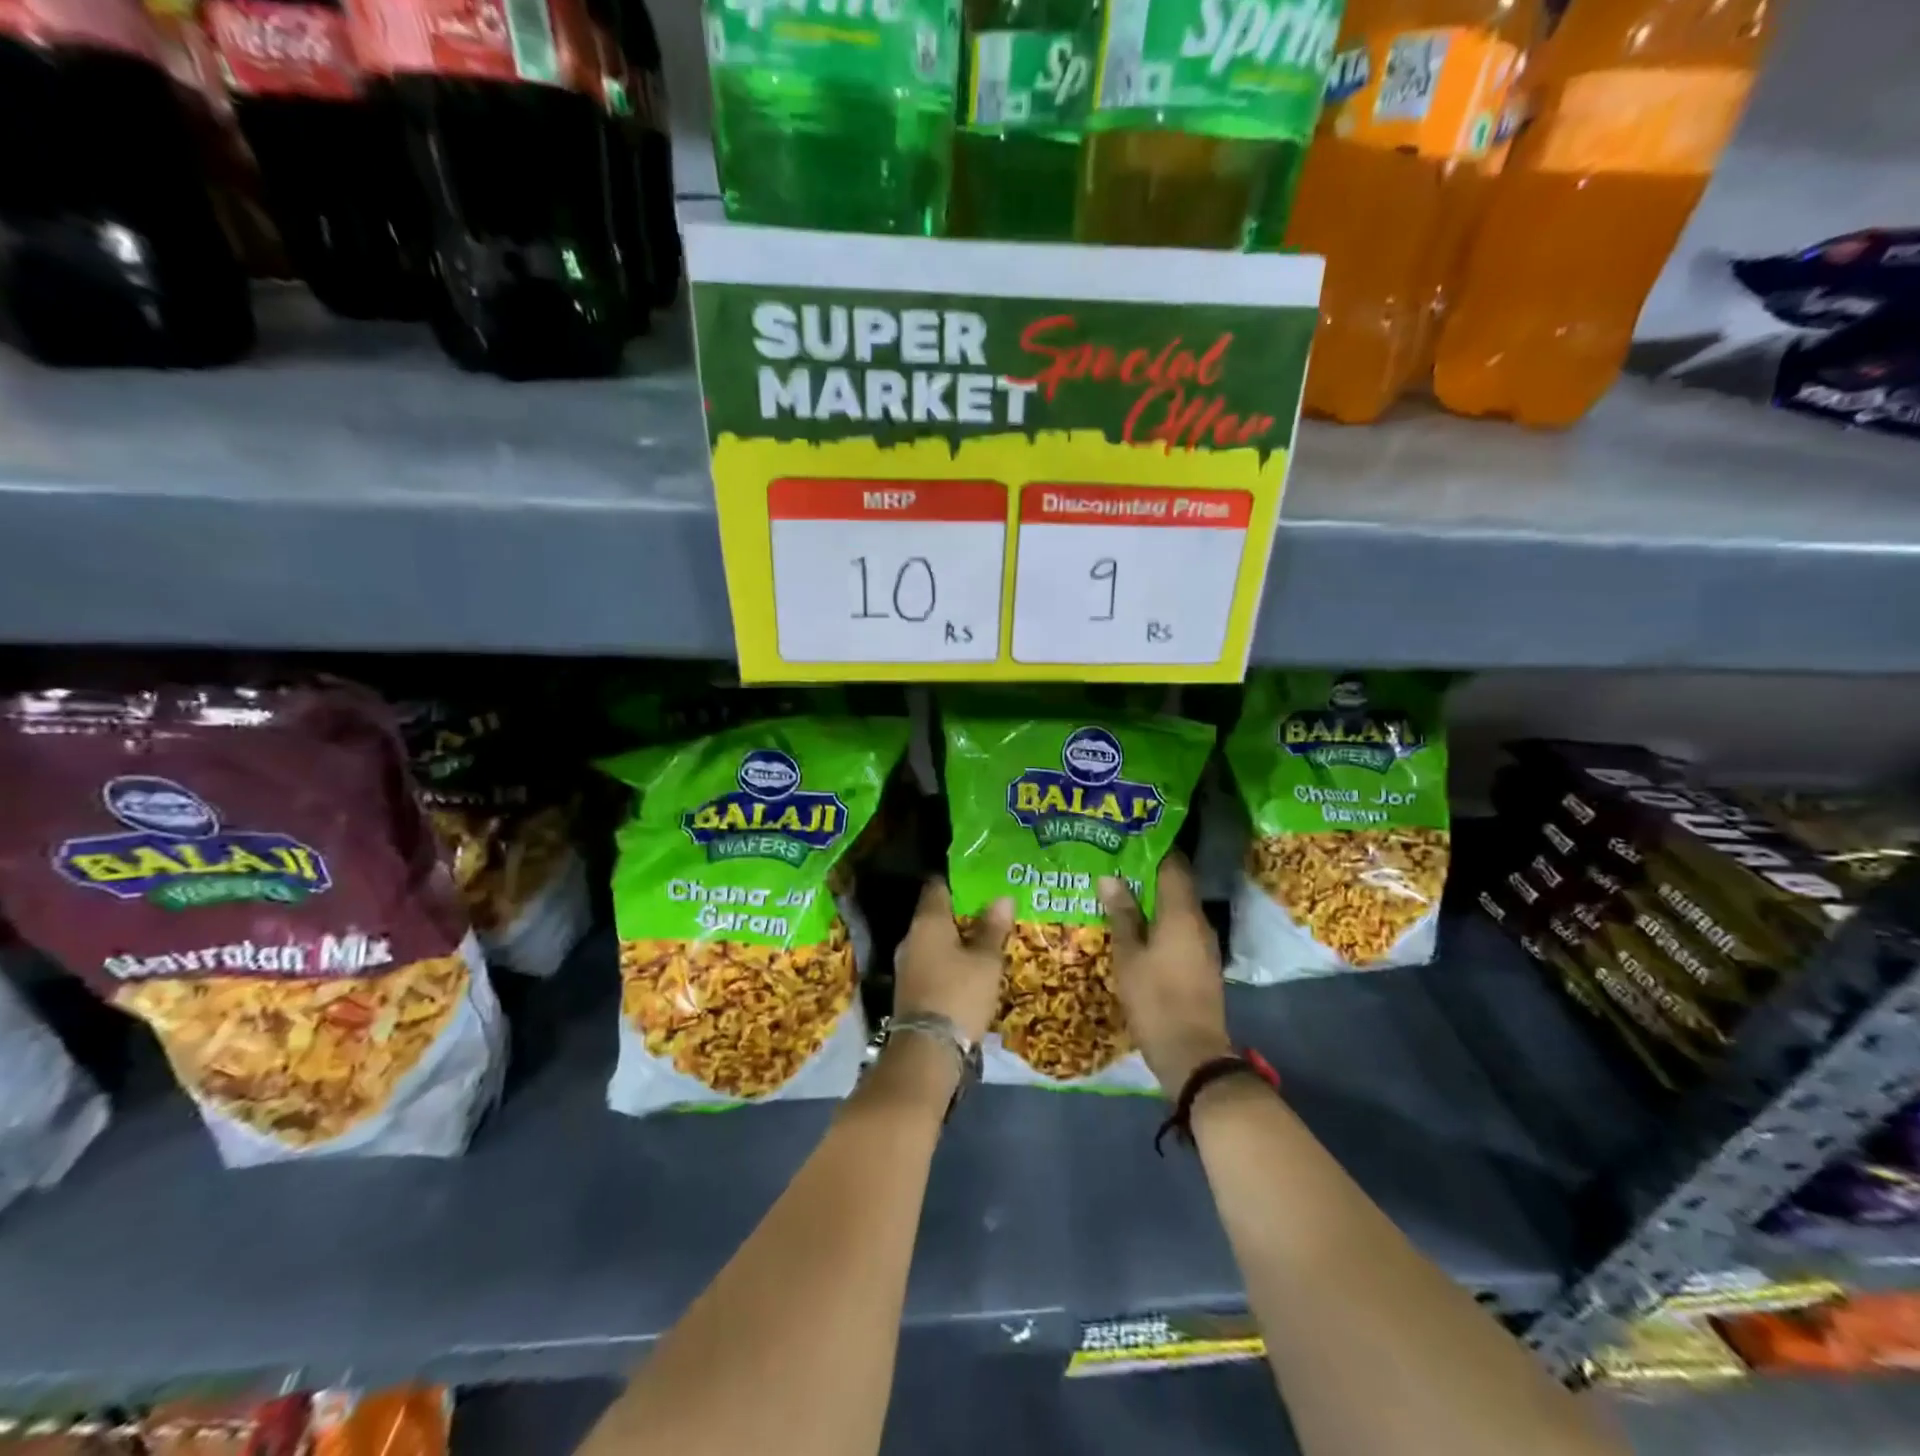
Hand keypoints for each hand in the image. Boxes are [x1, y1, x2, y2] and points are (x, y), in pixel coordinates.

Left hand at [893, 881, 1012, 1046]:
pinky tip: (969, 969)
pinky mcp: (909, 989)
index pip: (937, 887)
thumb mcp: (986, 961)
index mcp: (927, 922)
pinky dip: (949, 962)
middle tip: (989, 911)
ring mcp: (906, 965)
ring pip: (933, 941)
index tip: (978, 880)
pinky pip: (931, 963)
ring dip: (955, 940)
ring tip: (984, 940)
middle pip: (935, 915)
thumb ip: (993, 928)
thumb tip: (1002, 897)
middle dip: (961, 913)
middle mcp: (911, 938)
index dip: (957, 881)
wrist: (928, 1050)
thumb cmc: (959, 994)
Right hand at [1101, 855, 1231, 1094]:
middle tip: (1115, 864)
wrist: (1191, 1052)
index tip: (1128, 839)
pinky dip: (1160, 922)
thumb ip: (1121, 914)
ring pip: (1178, 909)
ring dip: (1153, 900)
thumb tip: (1110, 878)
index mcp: (1181, 912)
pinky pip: (1180, 929)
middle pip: (1176, 885)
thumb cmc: (1155, 998)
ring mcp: (1203, 944)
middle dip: (1148, 874)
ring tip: (1120, 892)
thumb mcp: (1128, 955)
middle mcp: (1198, 921)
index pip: (1173, 865)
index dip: (1153, 849)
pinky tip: (1137, 927)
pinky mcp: (1201, 963)